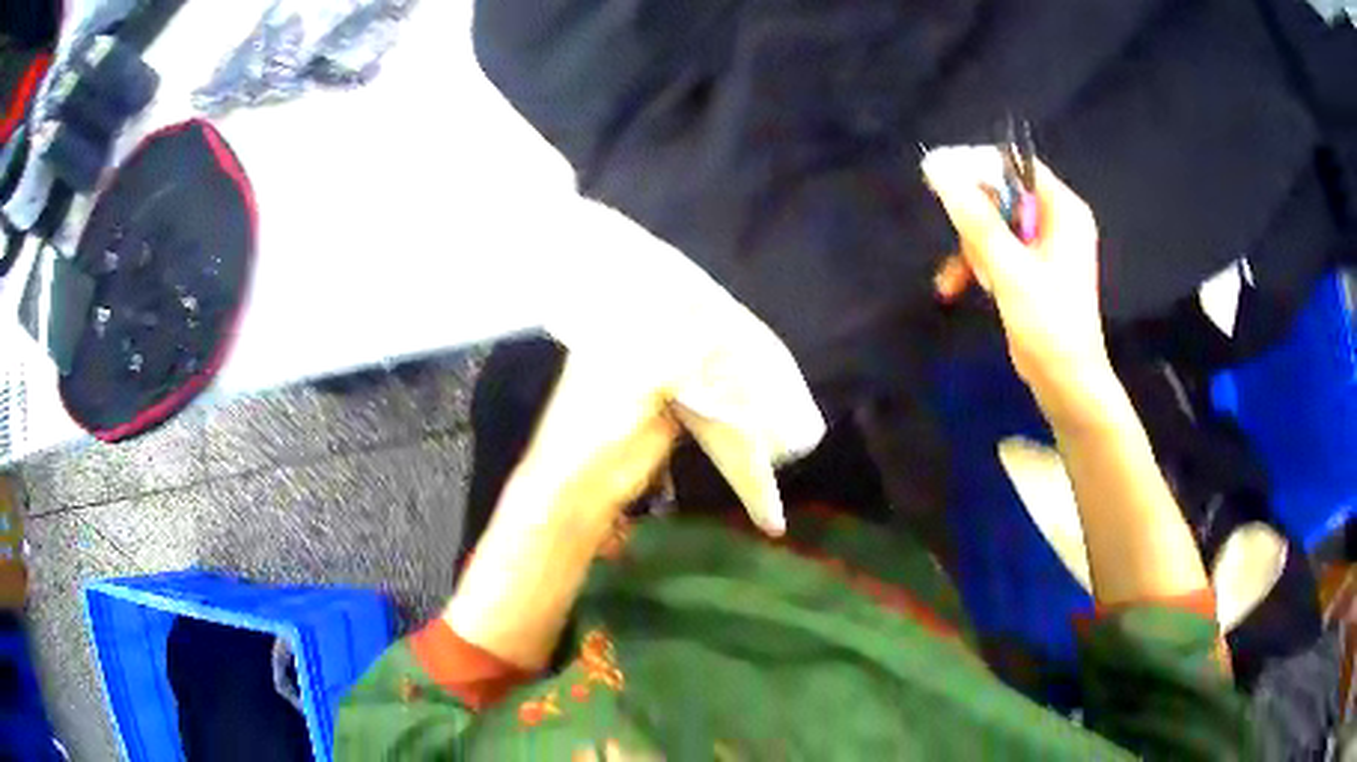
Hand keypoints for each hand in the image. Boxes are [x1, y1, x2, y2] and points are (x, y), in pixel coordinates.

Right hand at [924, 149, 1111, 416]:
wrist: (1066, 384)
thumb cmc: (1048, 323)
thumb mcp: (1010, 268)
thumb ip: (975, 217)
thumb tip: (936, 167)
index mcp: (1063, 209)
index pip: (1015, 166)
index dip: (977, 169)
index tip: (941, 182)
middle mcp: (1055, 220)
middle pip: (1000, 196)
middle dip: (974, 225)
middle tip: (962, 249)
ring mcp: (1043, 247)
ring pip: (992, 226)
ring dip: (970, 251)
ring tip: (962, 280)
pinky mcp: (1031, 270)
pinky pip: (995, 252)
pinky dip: (976, 267)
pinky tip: (954, 288)